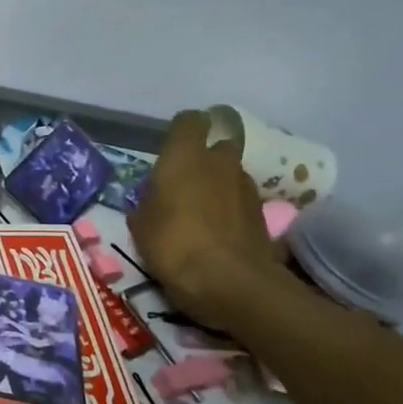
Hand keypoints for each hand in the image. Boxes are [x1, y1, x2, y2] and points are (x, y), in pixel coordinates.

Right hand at [127, 110, 286, 331]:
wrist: (228, 282)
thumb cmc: (172, 244)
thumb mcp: (140, 225)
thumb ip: (146, 202)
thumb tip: (152, 199)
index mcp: (185, 156)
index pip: (189, 121)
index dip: (182, 131)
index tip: (171, 148)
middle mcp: (220, 162)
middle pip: (217, 146)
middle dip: (205, 159)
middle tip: (186, 184)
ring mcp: (246, 187)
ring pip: (231, 174)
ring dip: (219, 186)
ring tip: (202, 214)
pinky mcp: (262, 213)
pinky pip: (242, 201)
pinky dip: (231, 210)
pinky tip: (218, 233)